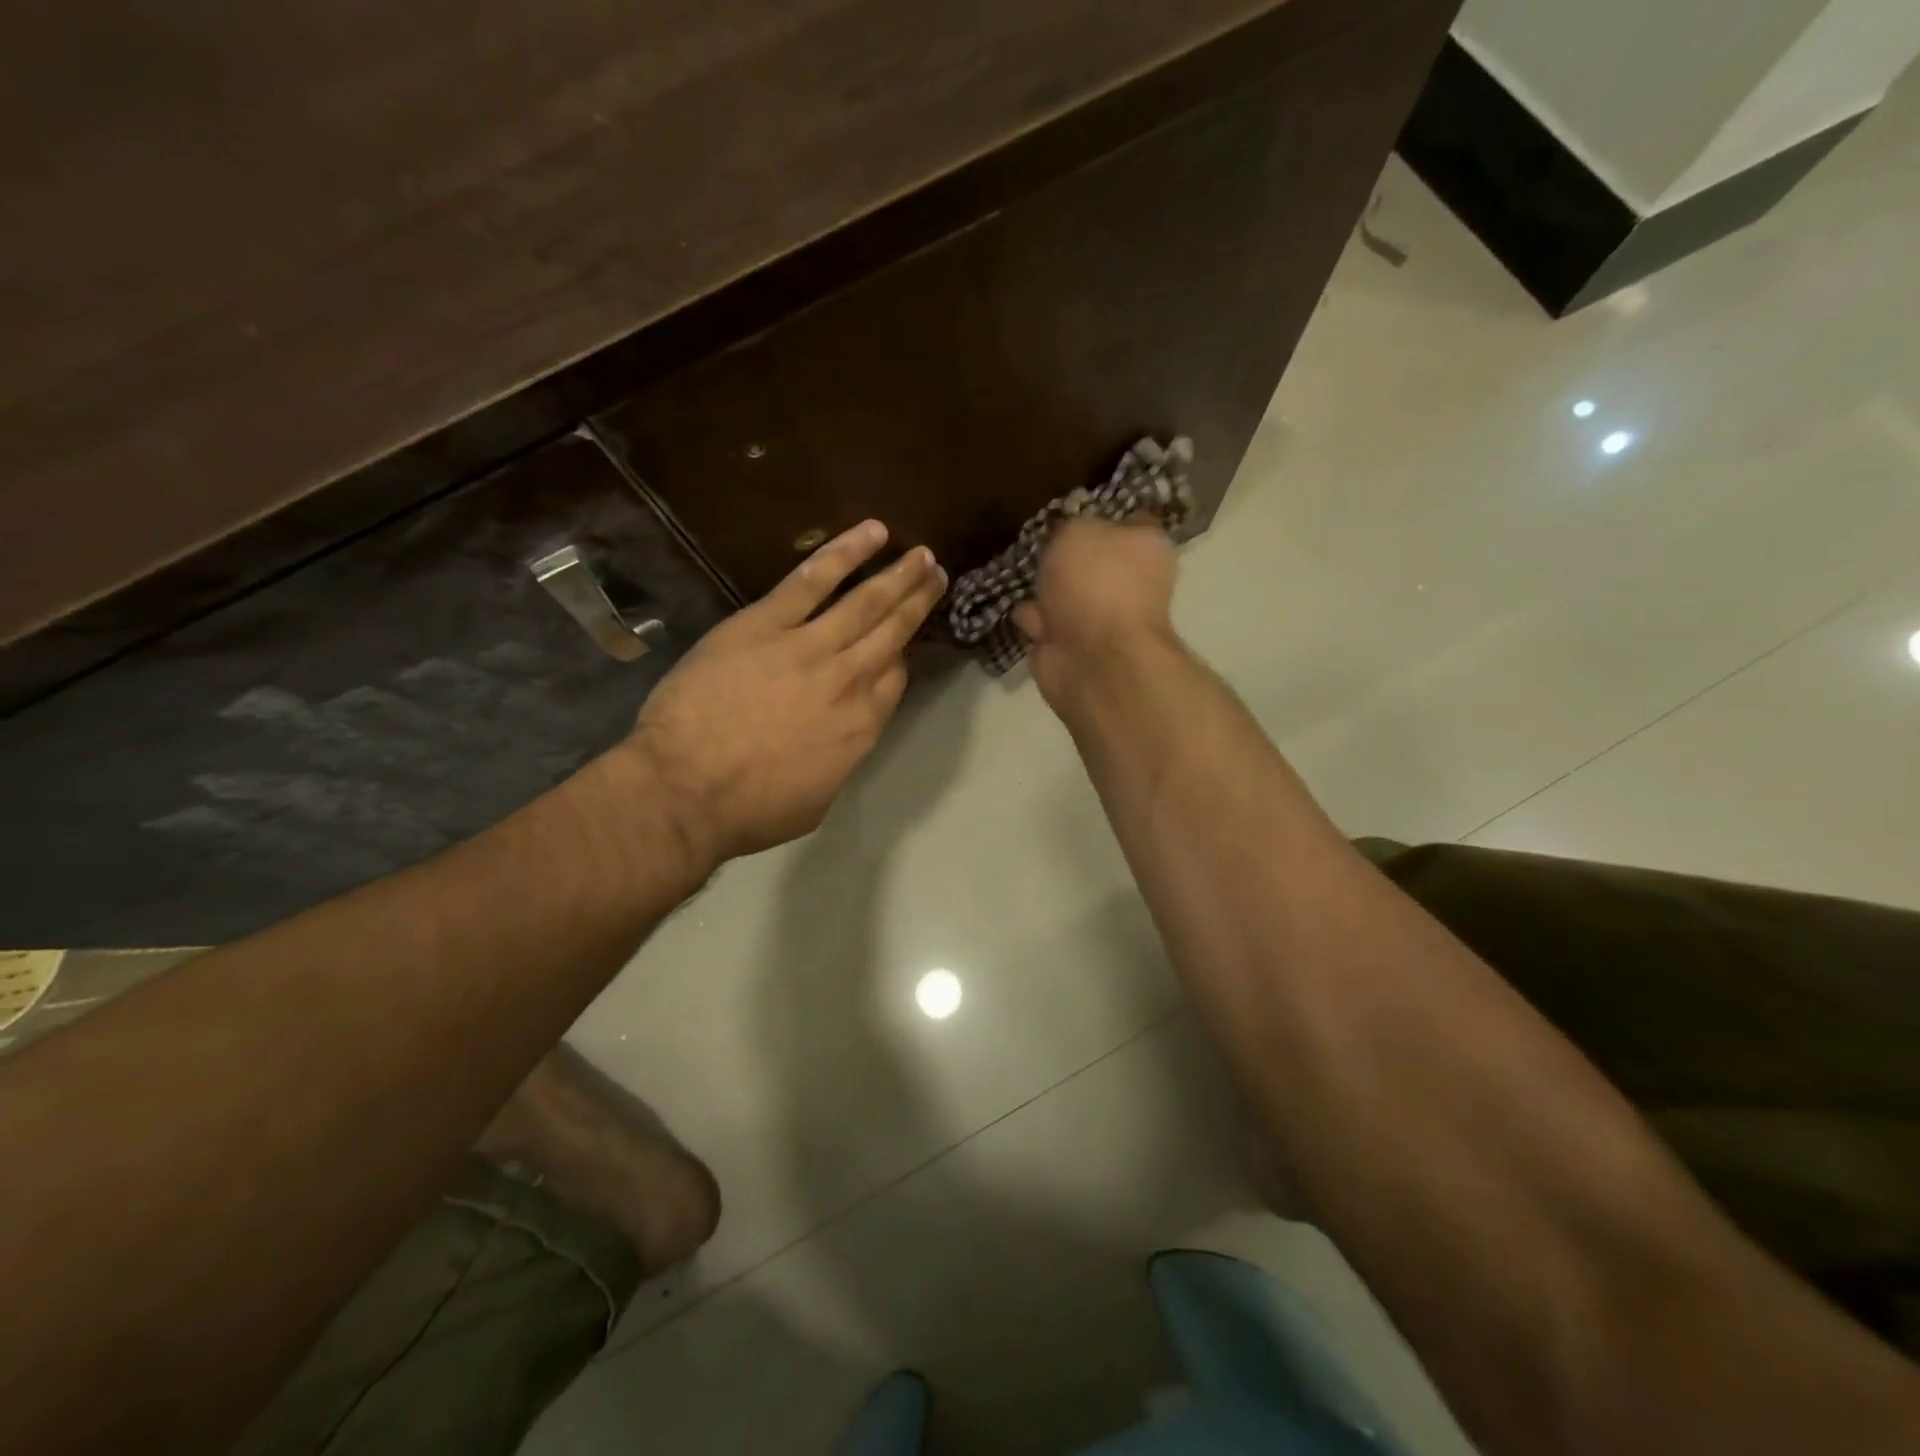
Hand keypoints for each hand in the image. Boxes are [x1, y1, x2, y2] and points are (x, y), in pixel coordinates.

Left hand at [619, 522, 945, 863]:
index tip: (904, 642)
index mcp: (862, 726)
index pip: (895, 679)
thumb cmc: (749, 810)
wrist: (686, 790)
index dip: (902, 655)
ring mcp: (810, 647)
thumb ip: (840, 760)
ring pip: (866, 602)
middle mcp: (850, 681)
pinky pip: (814, 579)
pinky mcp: (767, 623)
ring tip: (922, 556)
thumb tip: (843, 738)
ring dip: (898, 575)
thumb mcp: (816, 800)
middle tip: (938, 574)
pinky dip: (846, 552)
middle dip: (919, 601)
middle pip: (894, 632)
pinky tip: (873, 533)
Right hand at [1012, 517, 1178, 706]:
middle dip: (1066, 559)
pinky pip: (1047, 626)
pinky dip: (1032, 622)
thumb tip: (1074, 537)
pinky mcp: (1074, 650)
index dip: (1105, 515)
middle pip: (1094, 563)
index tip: (1076, 512)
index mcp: (1146, 549)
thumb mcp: (1080, 530)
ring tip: (1023, 579)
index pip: (1131, 521)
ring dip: (1045, 593)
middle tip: (1041, 548)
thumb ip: (1074, 527)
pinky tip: (1020, 611)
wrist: (1093, 657)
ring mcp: (1102, 621)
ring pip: (1067, 597)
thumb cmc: (1097, 583)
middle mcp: (1130, 584)